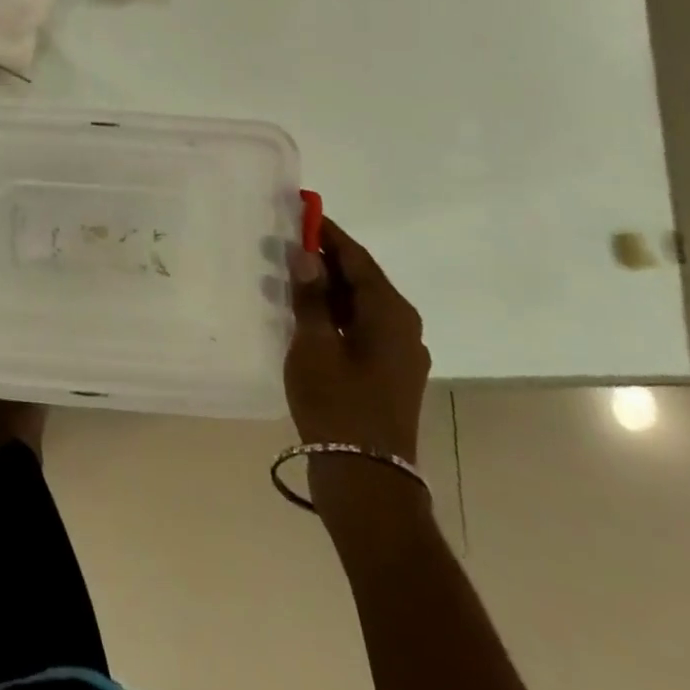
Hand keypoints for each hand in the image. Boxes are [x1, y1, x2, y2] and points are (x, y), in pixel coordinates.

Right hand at [284, 217, 428, 464]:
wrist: (366, 479)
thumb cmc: (338, 403)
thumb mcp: (313, 344)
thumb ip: (310, 296)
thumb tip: (306, 255)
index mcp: (390, 312)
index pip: (356, 257)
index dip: (327, 233)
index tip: (301, 210)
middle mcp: (403, 326)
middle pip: (361, 278)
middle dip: (325, 259)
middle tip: (286, 241)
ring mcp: (399, 352)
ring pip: (360, 304)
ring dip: (327, 288)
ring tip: (288, 274)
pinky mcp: (389, 373)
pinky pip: (360, 327)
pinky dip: (334, 314)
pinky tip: (304, 315)